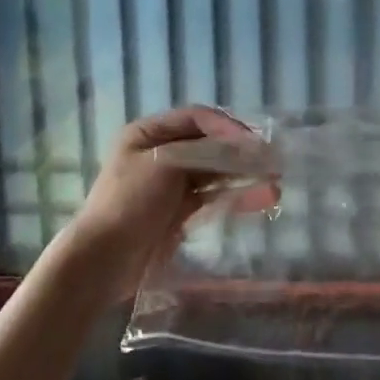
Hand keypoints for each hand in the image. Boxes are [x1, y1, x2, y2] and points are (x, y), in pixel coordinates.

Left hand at [55, 106, 277, 306]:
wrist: (103, 261)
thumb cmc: (129, 203)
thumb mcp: (166, 165)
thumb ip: (208, 152)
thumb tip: (250, 148)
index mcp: (148, 134)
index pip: (197, 118)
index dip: (228, 127)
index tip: (254, 143)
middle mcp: (160, 153)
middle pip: (209, 145)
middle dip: (241, 153)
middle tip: (273, 161)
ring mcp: (170, 184)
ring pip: (215, 172)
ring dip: (244, 175)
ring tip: (275, 183)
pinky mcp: (179, 212)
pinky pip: (213, 197)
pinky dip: (236, 196)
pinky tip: (261, 199)